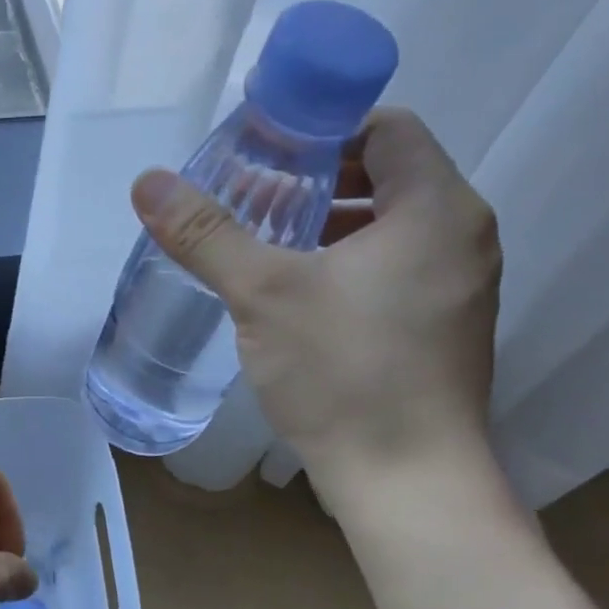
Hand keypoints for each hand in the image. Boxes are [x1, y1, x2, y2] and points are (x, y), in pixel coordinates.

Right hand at [132, 107, 500, 507]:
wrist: (406, 480)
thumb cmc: (344, 373)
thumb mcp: (263, 294)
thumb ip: (206, 233)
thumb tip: (147, 181)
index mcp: (435, 208)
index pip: (386, 128)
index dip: (322, 130)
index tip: (263, 156)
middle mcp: (461, 237)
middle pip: (386, 177)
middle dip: (316, 183)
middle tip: (251, 204)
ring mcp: (459, 288)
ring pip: (389, 230)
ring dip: (328, 228)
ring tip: (265, 250)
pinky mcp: (443, 330)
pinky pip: (394, 272)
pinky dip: (347, 267)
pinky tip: (296, 300)